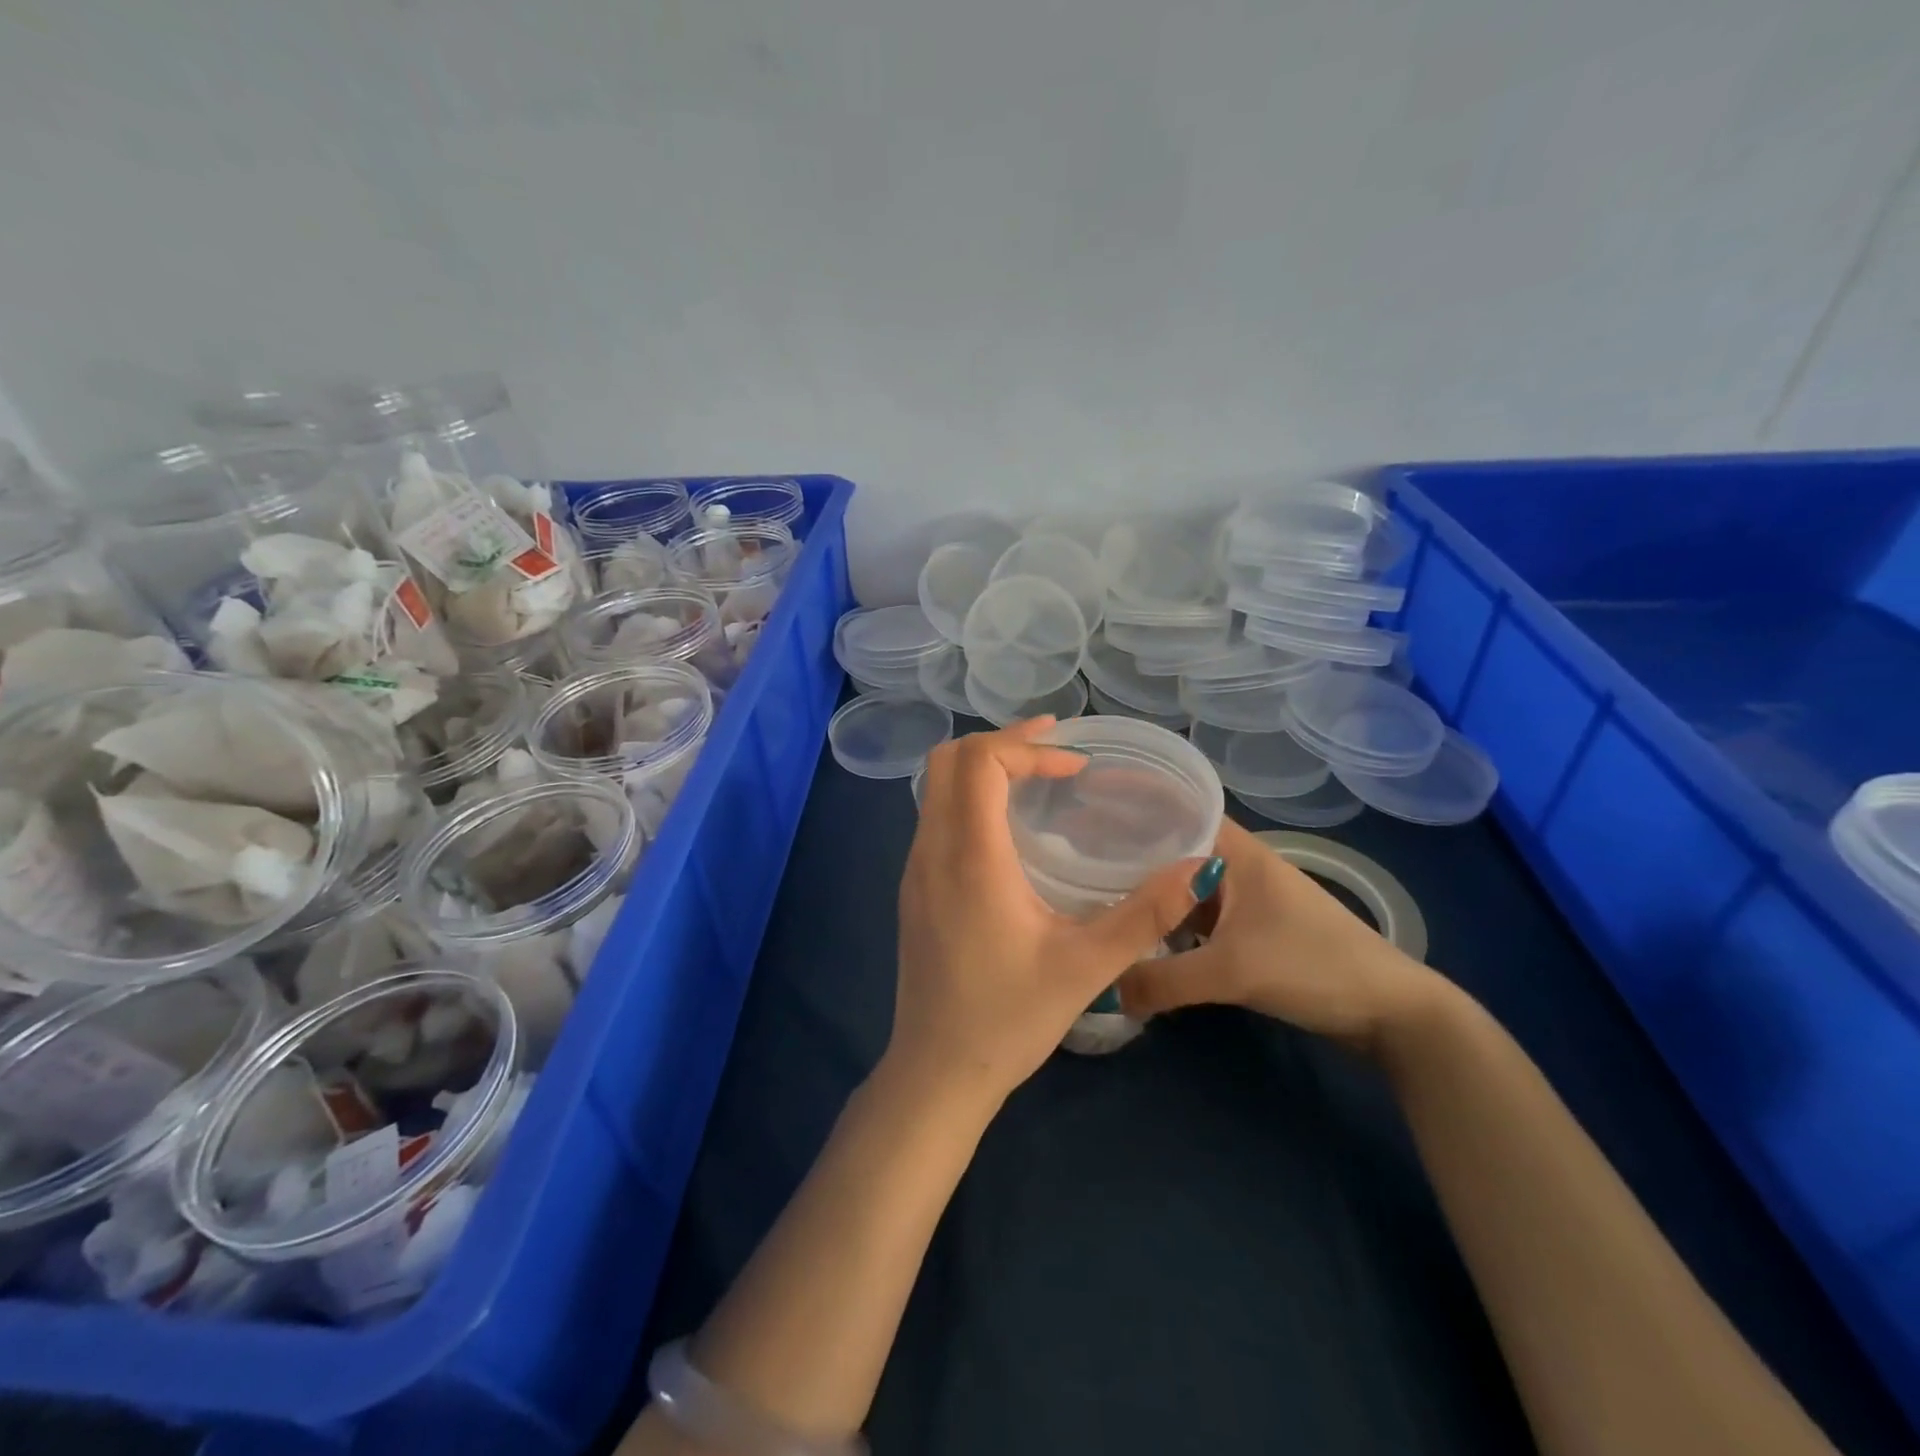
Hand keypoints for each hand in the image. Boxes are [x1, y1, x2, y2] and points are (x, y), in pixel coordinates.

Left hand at [889, 719, 1205, 1112]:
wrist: (936, 1072)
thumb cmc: (1009, 1019)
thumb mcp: (1087, 967)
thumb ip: (1145, 914)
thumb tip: (1199, 866)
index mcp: (969, 858)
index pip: (978, 762)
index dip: (1025, 746)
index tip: (1072, 763)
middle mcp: (931, 851)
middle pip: (948, 761)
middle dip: (1001, 743)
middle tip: (1054, 749)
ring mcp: (914, 870)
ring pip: (936, 788)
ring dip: (982, 768)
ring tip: (1036, 777)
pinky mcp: (913, 890)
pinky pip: (934, 817)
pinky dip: (968, 798)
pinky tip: (1007, 829)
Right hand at [1118, 818, 1438, 1050]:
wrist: (1390, 1012)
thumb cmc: (1313, 966)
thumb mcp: (1232, 972)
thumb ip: (1163, 980)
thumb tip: (1102, 988)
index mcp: (1237, 851)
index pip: (1177, 809)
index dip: (1134, 803)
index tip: (1086, 806)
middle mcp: (1238, 865)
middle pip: (1174, 848)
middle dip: (1129, 851)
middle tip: (1075, 857)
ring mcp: (1245, 899)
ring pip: (1184, 885)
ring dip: (1149, 892)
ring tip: (1095, 893)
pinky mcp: (1251, 931)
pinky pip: (1196, 917)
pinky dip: (1169, 922)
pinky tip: (1140, 935)